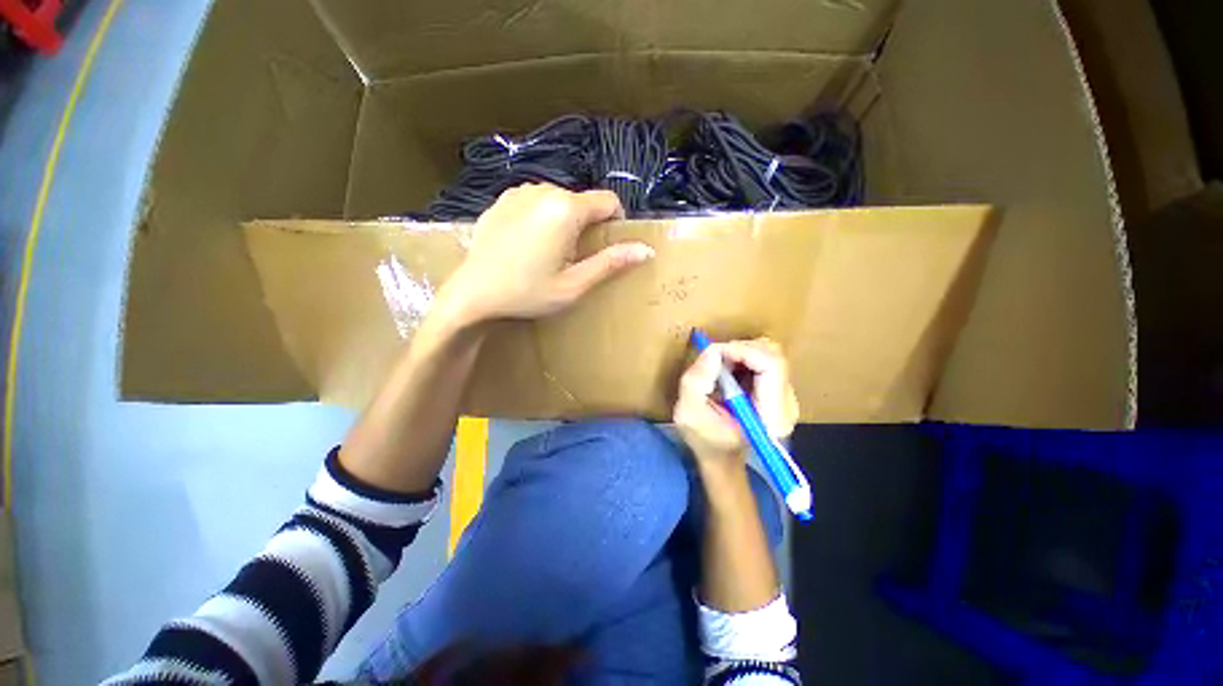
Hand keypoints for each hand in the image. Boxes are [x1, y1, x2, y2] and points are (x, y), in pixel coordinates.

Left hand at [439, 183, 653, 322]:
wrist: (472, 295)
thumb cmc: (527, 293)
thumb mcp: (574, 284)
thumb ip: (610, 263)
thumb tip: (646, 250)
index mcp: (565, 209)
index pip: (608, 200)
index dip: (616, 221)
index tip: (606, 246)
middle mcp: (543, 190)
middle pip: (582, 200)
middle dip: (587, 224)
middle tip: (574, 257)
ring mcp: (518, 192)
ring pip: (558, 199)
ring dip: (564, 220)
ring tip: (550, 251)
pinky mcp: (501, 200)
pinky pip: (535, 201)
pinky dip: (541, 217)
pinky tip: (527, 244)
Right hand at [674, 338, 799, 477]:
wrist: (721, 457)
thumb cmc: (704, 440)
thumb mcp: (687, 412)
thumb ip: (697, 381)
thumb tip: (714, 350)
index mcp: (769, 417)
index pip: (771, 366)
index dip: (743, 351)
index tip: (716, 352)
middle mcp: (787, 406)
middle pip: (774, 356)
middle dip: (740, 349)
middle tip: (715, 359)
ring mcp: (787, 398)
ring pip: (770, 354)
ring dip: (742, 353)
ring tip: (721, 368)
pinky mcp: (780, 392)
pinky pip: (766, 361)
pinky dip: (745, 358)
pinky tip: (729, 373)